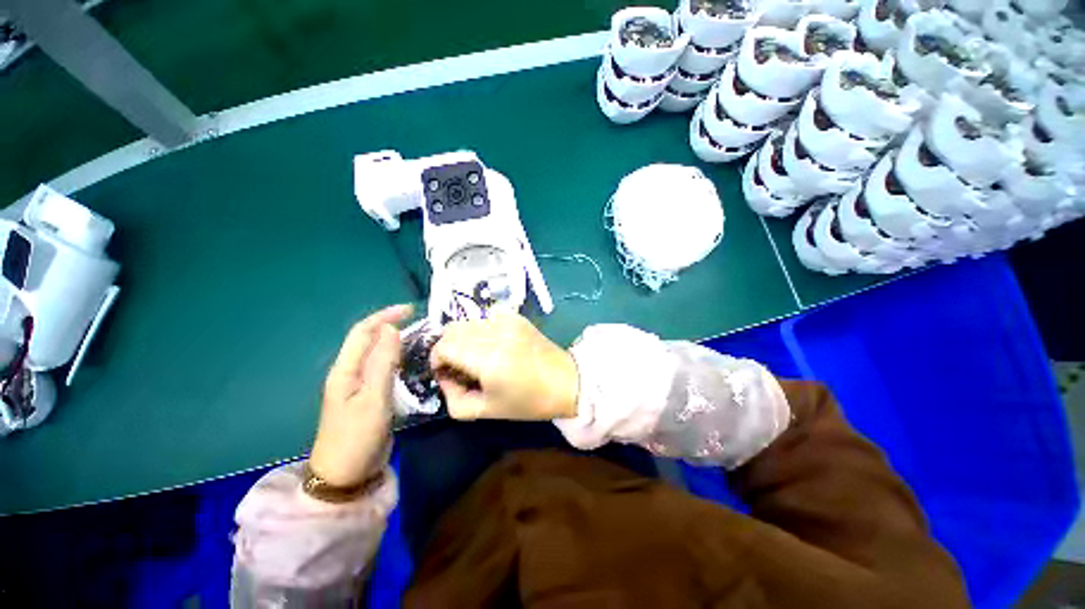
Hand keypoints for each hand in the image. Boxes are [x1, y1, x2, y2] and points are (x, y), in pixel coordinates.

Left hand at [309, 304, 411, 487]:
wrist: (346, 476)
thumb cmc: (357, 436)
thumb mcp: (373, 398)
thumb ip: (383, 362)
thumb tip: (392, 329)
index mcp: (345, 369)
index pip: (363, 332)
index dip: (385, 316)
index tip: (412, 309)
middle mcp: (350, 372)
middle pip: (370, 340)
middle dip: (393, 326)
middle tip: (422, 324)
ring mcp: (360, 385)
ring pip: (379, 354)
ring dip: (397, 342)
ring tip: (422, 339)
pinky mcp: (370, 396)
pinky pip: (384, 369)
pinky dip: (398, 359)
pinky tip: (413, 361)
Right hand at [430, 313, 578, 420]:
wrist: (566, 381)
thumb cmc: (528, 402)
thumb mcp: (486, 411)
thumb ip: (455, 400)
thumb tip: (445, 378)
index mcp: (488, 359)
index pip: (444, 346)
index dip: (437, 361)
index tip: (447, 375)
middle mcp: (495, 332)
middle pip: (452, 330)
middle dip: (448, 349)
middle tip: (460, 368)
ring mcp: (507, 320)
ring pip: (467, 322)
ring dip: (463, 338)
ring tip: (477, 356)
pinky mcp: (516, 316)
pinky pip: (485, 316)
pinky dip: (480, 329)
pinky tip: (493, 344)